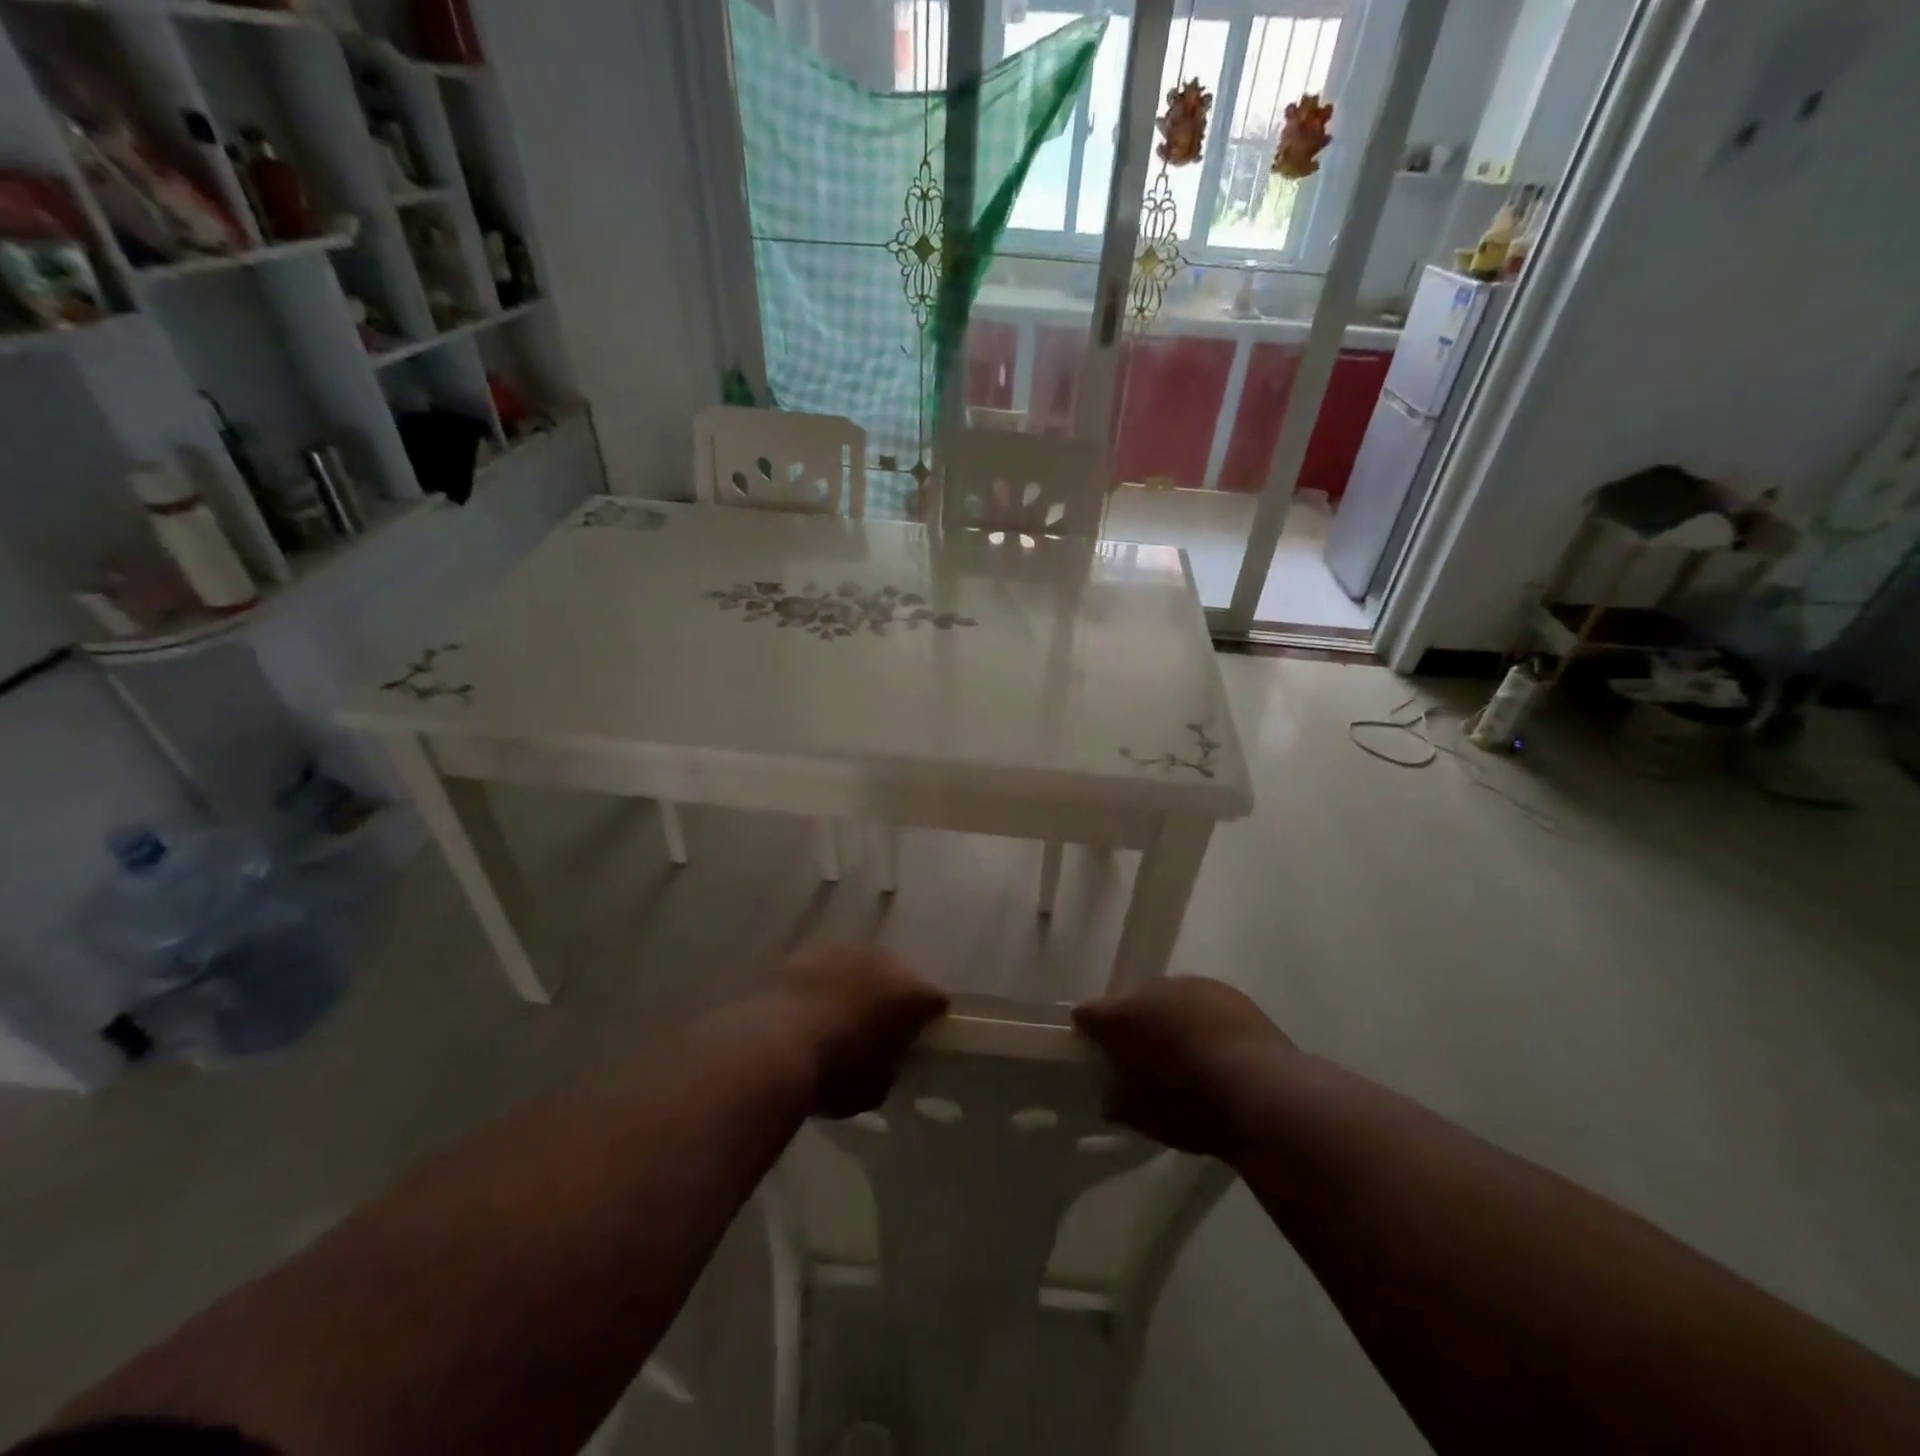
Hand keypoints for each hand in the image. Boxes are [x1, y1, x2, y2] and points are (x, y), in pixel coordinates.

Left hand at [766, 944, 948, 1117]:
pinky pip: (829, 968)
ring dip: (859, 987)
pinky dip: (826, 983)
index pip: (936, 1001)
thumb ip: (892, 1065)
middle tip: (877, 1031)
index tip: (914, 1044)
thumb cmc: (835, 1074)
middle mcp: (885, 960)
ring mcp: (845, 950)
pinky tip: (810, 1009)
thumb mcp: (878, 1087)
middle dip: (893, 999)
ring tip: (839, 1018)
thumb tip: (886, 1057)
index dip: (928, 1023)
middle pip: (901, 977)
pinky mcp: (808, 951)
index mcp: (912, 992)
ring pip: (863, 967)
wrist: (771, 1048)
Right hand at [1074, 977, 1291, 1157]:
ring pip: (1166, 998)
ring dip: (1166, 1018)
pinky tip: (1213, 1047)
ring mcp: (1191, 984)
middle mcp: (1151, 988)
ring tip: (1182, 1053)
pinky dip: (1198, 1019)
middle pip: (1129, 1001)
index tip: (1095, 1054)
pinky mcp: (1226, 990)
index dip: (1088, 1033)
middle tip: (1141, 1058)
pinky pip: (1199, 1001)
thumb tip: (1112, 1093)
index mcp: (1122, 1015)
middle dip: (1131, 1025)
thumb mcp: (1143, 1116)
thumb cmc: (1192, 1107)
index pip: (1088, 1013)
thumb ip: (1117, 1098)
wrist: (1265, 1093)